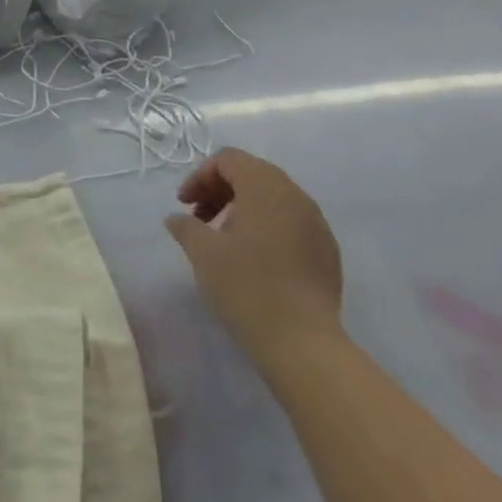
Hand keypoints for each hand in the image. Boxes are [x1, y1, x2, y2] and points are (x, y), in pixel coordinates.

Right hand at [165, 148, 343, 355]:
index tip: (183, 205)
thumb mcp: (204, 254)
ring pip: (273, 198)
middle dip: (220, 190)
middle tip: (198, 218)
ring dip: (241, 208)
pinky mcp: (326, 250)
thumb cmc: (247, 287)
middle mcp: (296, 196)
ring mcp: (316, 223)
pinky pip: (290, 221)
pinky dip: (265, 226)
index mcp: (266, 187)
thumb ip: (186, 227)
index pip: (229, 159)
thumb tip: (176, 218)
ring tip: (222, 239)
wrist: (302, 342)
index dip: (200, 176)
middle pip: (252, 173)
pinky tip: (252, 258)